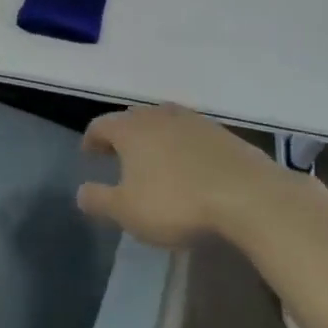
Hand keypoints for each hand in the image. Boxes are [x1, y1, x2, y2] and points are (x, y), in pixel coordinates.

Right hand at [77, 104, 272, 247]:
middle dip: (122, 135)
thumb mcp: (128, 211)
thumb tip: (80, 192)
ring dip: (153, 138)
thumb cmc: (177, 202)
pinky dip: (181, 145)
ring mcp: (192, 120)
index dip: (91, 139)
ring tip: (153, 159)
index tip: (88, 154)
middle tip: (118, 155)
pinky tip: (188, 166)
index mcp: (130, 129)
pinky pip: (190, 134)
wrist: (247, 195)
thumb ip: (99, 200)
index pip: (100, 125)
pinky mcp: (221, 132)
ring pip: (163, 122)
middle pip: (132, 119)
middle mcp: (158, 115)